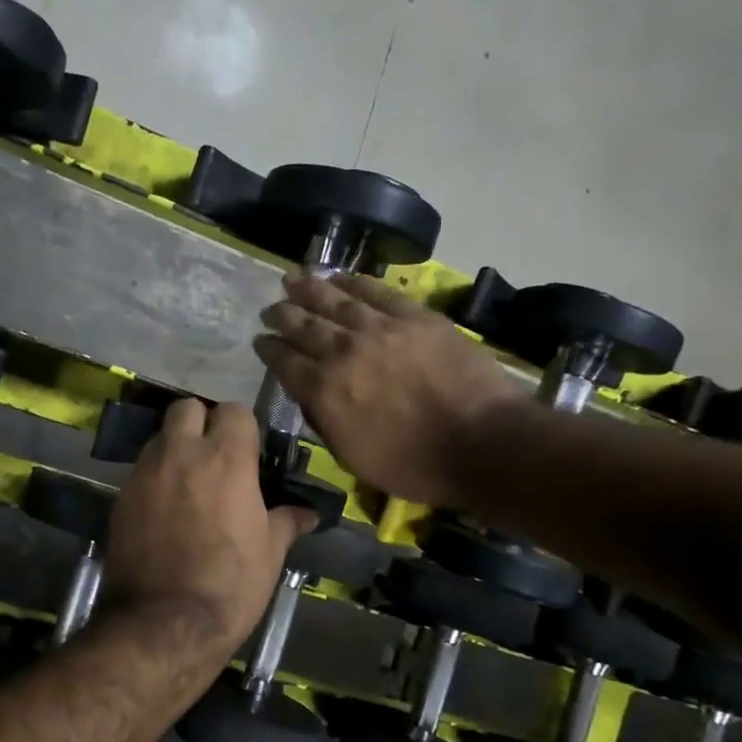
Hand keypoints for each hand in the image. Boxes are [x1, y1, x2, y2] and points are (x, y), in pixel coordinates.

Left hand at [99, 399, 315, 663]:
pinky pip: (141, 470)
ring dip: (175, 449)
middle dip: (201, 423)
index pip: (234, 411)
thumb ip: (286, 521)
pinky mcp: (120, 496)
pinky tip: (164, 509)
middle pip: (187, 408)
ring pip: (160, 437)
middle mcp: (181, 453)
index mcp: (226, 458)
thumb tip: (309, 513)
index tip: (248, 453)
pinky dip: (154, 477)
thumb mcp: (269, 553)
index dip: (242, 428)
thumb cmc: (229, 585)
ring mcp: (145, 472)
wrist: (163, 624)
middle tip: (214, 456)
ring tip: (188, 484)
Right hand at [254, 272, 517, 506]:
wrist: (480, 443)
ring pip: (334, 300)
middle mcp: (342, 351)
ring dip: (308, 289)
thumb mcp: (352, 457)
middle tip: (271, 310)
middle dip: (282, 315)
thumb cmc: (413, 464)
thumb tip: (307, 394)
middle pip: (302, 325)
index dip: (269, 349)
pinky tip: (338, 277)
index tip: (261, 340)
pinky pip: (375, 292)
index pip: (284, 361)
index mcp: (323, 390)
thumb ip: (323, 420)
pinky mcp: (414, 316)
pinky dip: (352, 282)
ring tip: (292, 279)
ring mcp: (379, 329)